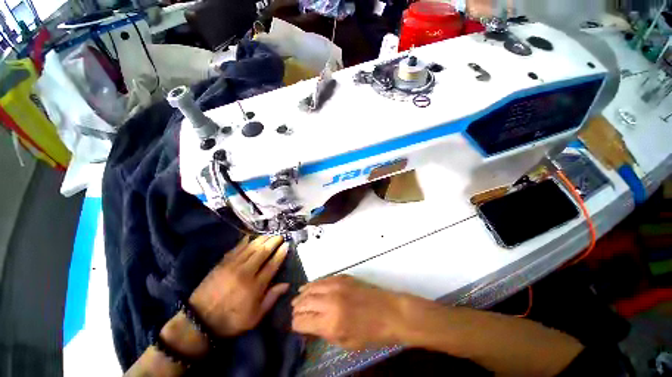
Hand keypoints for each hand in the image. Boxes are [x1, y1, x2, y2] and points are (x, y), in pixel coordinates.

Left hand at [189, 235, 289, 337]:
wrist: (200, 321)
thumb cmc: (231, 320)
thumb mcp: (255, 316)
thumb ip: (271, 298)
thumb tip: (286, 284)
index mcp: (255, 286)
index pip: (272, 265)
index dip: (280, 253)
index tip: (286, 245)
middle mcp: (246, 273)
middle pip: (263, 252)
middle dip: (273, 242)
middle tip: (279, 236)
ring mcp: (232, 267)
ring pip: (250, 248)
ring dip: (261, 239)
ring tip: (269, 234)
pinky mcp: (221, 264)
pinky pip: (235, 249)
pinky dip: (244, 242)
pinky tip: (249, 237)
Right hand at [291, 275, 407, 349]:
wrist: (390, 312)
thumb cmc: (371, 333)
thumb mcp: (346, 342)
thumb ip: (324, 333)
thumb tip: (308, 326)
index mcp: (331, 322)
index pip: (302, 321)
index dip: (296, 325)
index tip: (297, 327)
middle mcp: (330, 301)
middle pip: (304, 302)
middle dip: (297, 309)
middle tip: (295, 313)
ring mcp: (336, 285)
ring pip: (311, 287)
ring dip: (302, 294)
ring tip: (298, 299)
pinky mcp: (342, 277)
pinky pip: (322, 279)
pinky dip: (313, 284)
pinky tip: (310, 288)